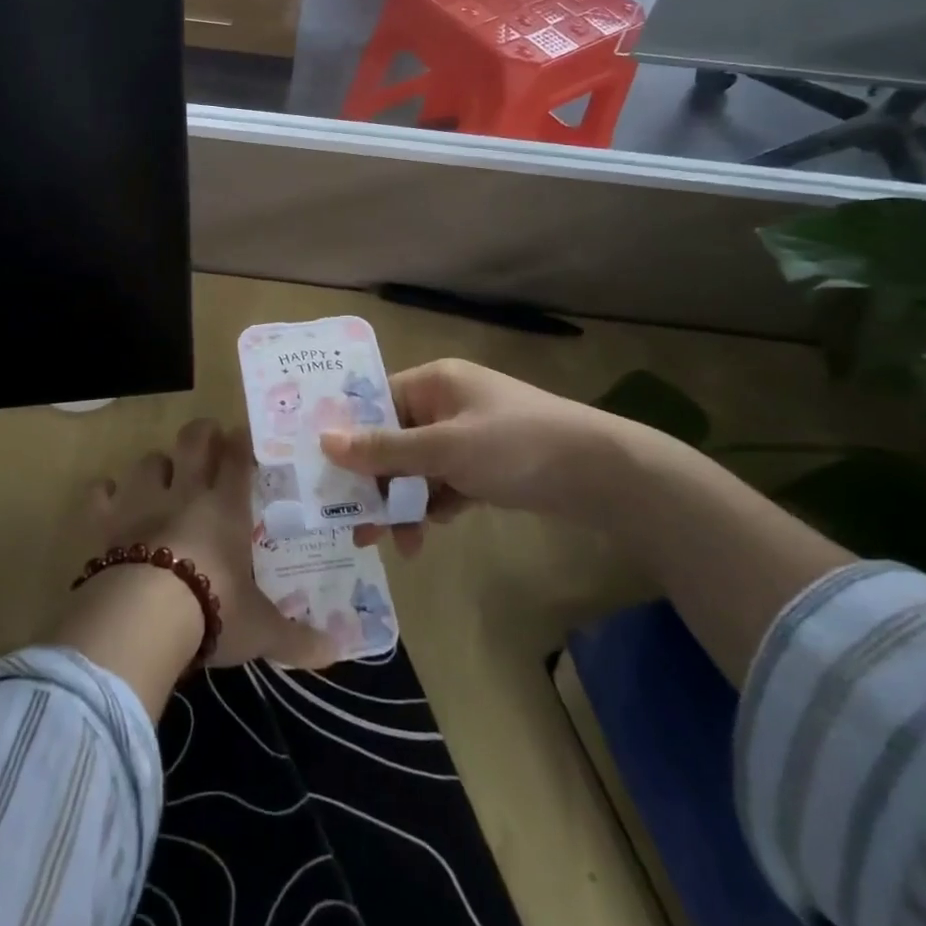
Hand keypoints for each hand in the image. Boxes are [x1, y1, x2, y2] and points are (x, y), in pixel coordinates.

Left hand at [89, 419, 335, 670]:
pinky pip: (100, 494)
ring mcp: (142, 502)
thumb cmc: (213, 611)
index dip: (241, 443)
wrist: (145, 617)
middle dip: (202, 434)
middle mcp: (185, 493)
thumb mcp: (260, 629)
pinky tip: (109, 499)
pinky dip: (105, 493)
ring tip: (162, 476)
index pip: (238, 459)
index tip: (244, 436)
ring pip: (149, 462)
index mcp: (226, 508)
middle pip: (194, 441)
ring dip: (156, 465)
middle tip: (208, 438)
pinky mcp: (107, 521)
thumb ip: (295, 638)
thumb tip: (335, 652)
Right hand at [318, 358, 665, 555]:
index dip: (349, 435)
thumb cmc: (516, 446)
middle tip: (355, 526)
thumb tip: (325, 441)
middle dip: (376, 482)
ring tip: (397, 543)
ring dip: (403, 503)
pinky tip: (426, 535)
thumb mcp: (445, 448)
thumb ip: (385, 449)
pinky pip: (442, 484)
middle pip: (393, 440)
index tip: (322, 473)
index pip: (375, 402)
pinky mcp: (484, 467)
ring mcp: (466, 437)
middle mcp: (445, 404)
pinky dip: (432, 507)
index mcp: (434, 383)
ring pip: (416, 468)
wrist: (602, 475)